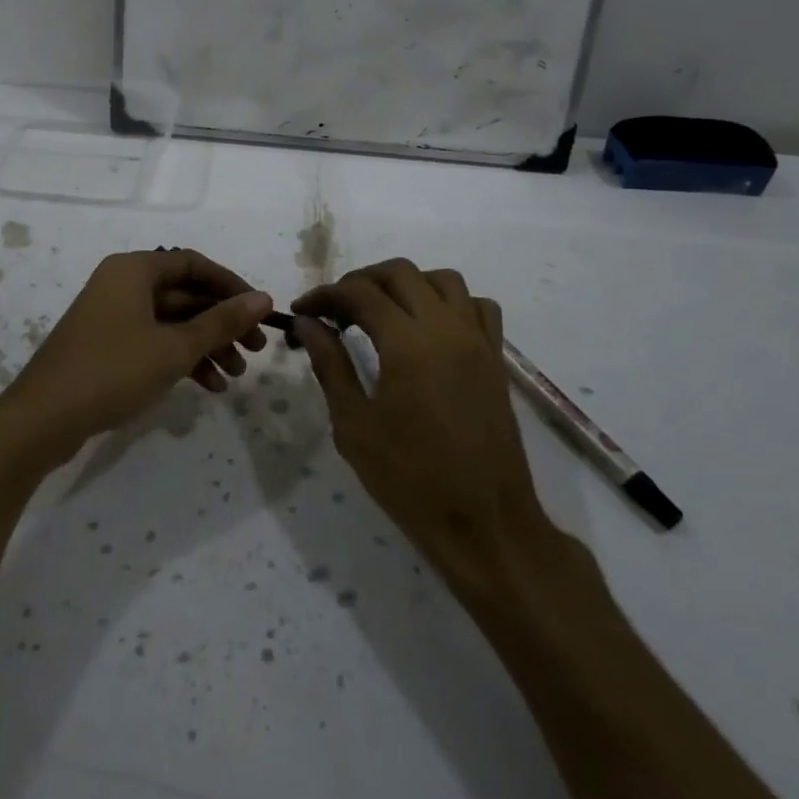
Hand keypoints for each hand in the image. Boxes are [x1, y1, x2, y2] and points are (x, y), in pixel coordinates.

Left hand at [0, 249, 271, 467]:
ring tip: (235, 376)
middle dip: (222, 323)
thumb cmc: (112, 371)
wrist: (42, 419)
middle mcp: (123, 284)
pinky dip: (181, 359)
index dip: (231, 286)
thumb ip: (221, 322)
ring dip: (206, 345)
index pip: (194, 264)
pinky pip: (154, 342)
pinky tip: (209, 386)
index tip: (259, 312)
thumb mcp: (174, 347)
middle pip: (185, 294)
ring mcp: (113, 316)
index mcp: (134, 270)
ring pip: (172, 322)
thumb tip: (264, 297)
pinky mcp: (108, 346)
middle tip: (256, 350)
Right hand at [294, 260, 552, 572]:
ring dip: (406, 284)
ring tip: (381, 312)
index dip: (325, 295)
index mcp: (408, 344)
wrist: (485, 524)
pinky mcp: (496, 359)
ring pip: (442, 280)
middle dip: (361, 281)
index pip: (359, 293)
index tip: (302, 311)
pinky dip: (449, 302)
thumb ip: (330, 365)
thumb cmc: (411, 481)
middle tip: (335, 310)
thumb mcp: (355, 426)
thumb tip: (309, 324)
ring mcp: (477, 341)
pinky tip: (429, 329)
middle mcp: (446, 328)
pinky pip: (477, 307)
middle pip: (400, 273)